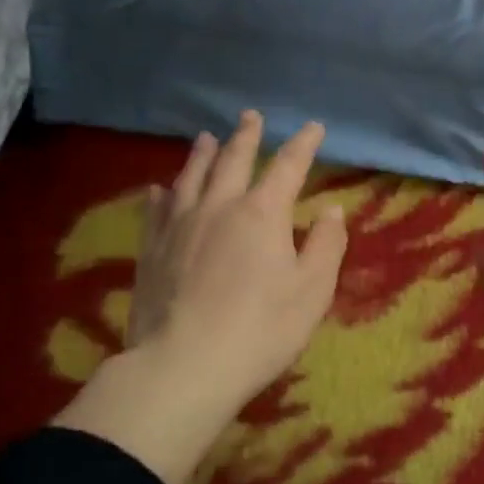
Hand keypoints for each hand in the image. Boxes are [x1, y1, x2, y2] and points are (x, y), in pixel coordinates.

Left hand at [54, 111, 346, 483]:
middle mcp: (220, 206)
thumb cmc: (261, 329)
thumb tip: (331, 209)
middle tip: (250, 116)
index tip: (313, 127)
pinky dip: (161, 194)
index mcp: (262, 213)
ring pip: (191, 176)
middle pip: (234, 160)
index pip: (288, 166)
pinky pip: (156, 210)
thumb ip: (326, 245)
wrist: (183, 367)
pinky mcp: (152, 250)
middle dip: (246, 136)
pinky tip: (159, 189)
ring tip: (206, 137)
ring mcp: (180, 225)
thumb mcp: (312, 290)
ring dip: (202, 154)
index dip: (303, 144)